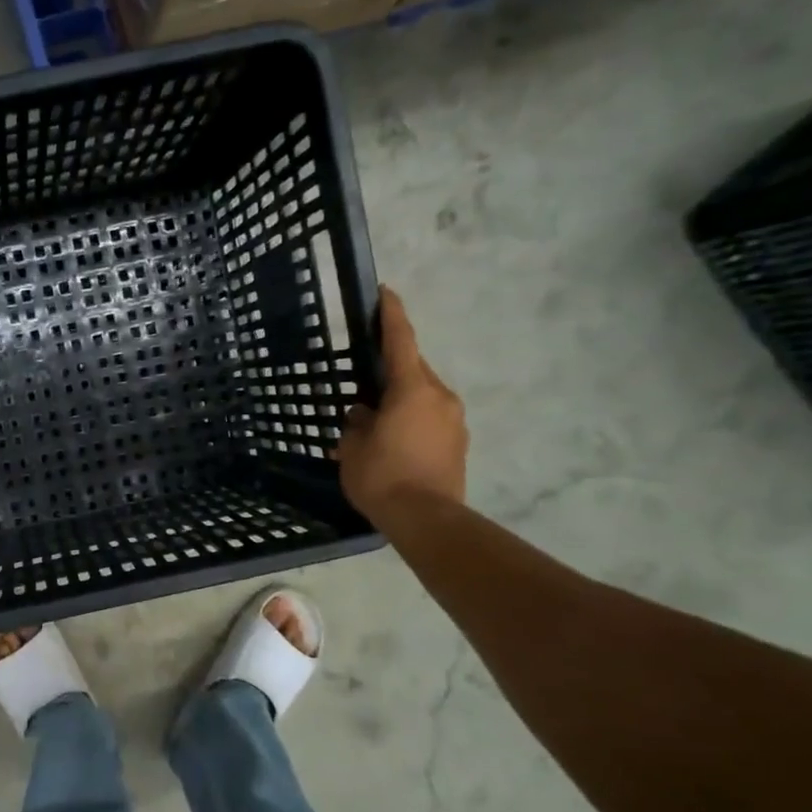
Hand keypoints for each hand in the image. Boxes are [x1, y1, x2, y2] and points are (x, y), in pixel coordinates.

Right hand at [338, 287, 467, 523]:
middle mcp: (440, 396)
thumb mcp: (353, 447)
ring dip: (400, 399)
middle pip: (413, 370)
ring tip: (375, 419)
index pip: (401, 341)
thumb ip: (357, 423)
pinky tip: (392, 441)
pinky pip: (430, 419)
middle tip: (365, 379)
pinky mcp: (459, 443)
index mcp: (412, 389)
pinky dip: (411, 420)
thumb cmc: (383, 477)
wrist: (427, 519)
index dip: (391, 315)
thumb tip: (362, 414)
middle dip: (390, 369)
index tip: (385, 292)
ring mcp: (454, 420)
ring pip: (423, 396)